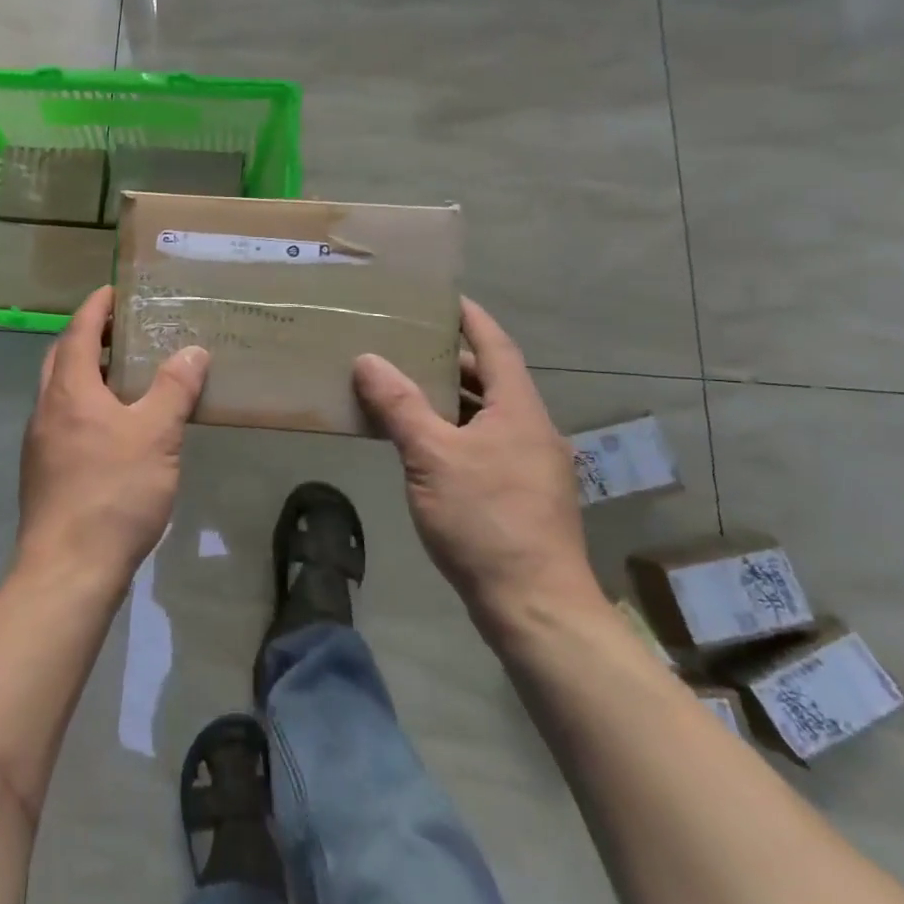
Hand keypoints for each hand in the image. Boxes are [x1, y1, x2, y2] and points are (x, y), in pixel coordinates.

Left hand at [17, 287, 208, 588]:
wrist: (68, 569)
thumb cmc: (114, 492)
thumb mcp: (156, 436)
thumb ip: (173, 390)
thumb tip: (192, 351)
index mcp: (70, 389)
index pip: (79, 330)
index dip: (97, 306)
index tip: (115, 290)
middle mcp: (46, 408)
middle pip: (62, 357)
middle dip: (89, 337)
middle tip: (124, 331)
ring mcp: (39, 442)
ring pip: (60, 391)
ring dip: (86, 373)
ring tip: (125, 376)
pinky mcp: (43, 471)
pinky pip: (62, 420)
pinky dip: (84, 406)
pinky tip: (113, 428)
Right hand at [354, 298, 602, 640]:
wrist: (535, 607)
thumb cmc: (485, 521)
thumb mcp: (432, 457)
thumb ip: (400, 406)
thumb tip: (368, 360)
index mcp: (519, 412)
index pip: (497, 347)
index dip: (473, 318)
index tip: (445, 297)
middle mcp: (532, 431)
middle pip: (493, 380)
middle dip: (453, 359)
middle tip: (408, 342)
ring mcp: (530, 466)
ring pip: (488, 416)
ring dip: (451, 398)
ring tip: (405, 386)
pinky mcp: (522, 496)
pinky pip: (485, 444)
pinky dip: (455, 431)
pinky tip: (423, 443)